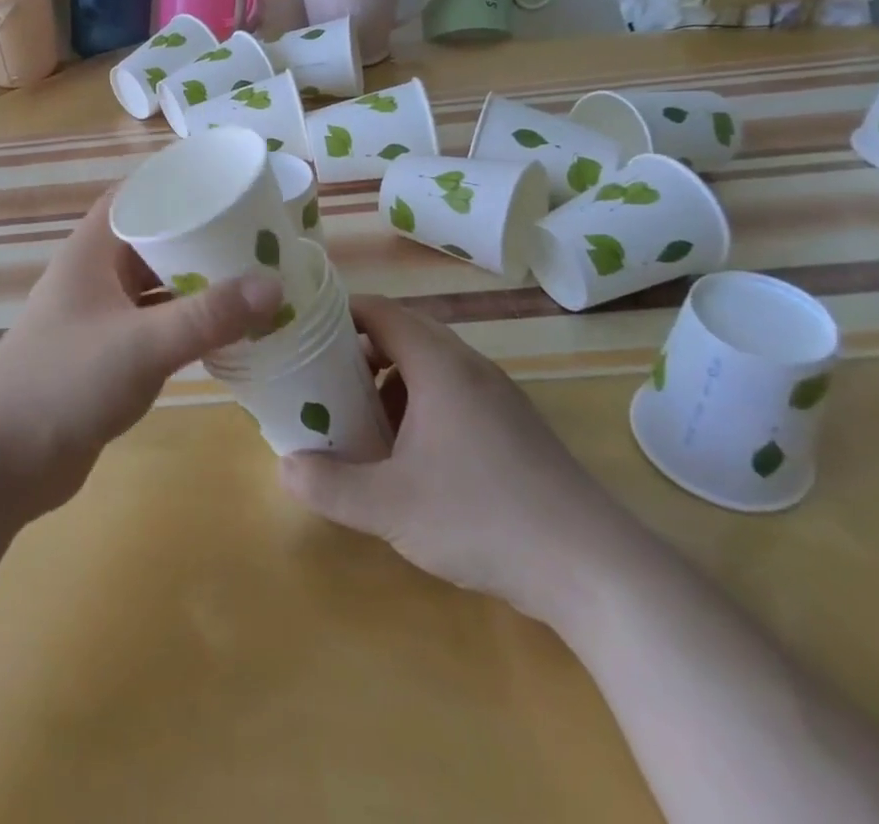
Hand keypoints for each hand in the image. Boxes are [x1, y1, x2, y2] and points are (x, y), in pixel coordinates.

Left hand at [0, 190, 282, 516]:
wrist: (0, 462)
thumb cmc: (64, 383)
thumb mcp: (142, 344)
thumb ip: (207, 316)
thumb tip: (275, 284)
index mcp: (94, 249)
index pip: (139, 194)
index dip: (181, 184)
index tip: (232, 186)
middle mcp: (97, 273)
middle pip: (156, 238)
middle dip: (203, 237)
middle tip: (260, 237)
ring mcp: (100, 315)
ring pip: (158, 284)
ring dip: (199, 283)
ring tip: (255, 279)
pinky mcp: (108, 354)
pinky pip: (156, 324)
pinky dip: (188, 322)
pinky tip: (226, 331)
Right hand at [280, 295, 641, 629]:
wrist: (593, 568)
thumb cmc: (483, 517)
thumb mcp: (391, 507)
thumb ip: (330, 485)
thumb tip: (285, 467)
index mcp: (438, 364)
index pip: (379, 311)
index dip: (338, 314)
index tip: (304, 335)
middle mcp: (469, 366)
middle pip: (403, 332)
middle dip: (359, 351)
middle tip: (323, 381)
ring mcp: (497, 395)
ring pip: (430, 364)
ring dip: (390, 380)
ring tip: (361, 419)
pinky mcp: (514, 426)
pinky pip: (454, 392)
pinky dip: (420, 404)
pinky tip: (411, 454)